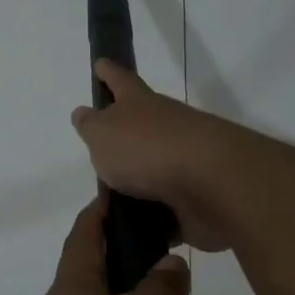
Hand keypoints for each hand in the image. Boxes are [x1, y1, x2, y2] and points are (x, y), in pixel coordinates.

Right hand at [71, 60, 238, 252]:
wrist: (211, 183)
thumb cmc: (146, 148)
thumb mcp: (103, 134)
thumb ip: (90, 125)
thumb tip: (84, 113)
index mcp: (140, 103)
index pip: (120, 80)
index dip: (108, 73)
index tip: (100, 64)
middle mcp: (165, 126)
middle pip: (142, 124)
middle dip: (124, 133)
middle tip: (101, 148)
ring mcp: (185, 160)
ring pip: (155, 166)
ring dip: (138, 180)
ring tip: (111, 200)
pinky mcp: (196, 195)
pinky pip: (167, 206)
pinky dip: (153, 216)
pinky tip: (135, 230)